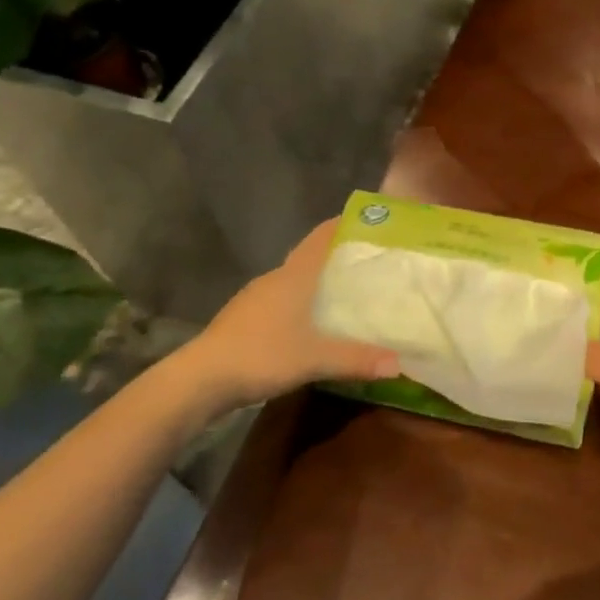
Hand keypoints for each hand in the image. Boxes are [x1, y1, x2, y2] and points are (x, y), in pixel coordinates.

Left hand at [180, 220, 398, 408]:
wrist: (199, 379)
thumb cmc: (261, 355)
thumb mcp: (314, 359)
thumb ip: (357, 359)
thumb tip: (399, 363)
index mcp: (293, 277)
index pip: (320, 238)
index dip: (342, 225)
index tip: (368, 220)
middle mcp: (274, 279)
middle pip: (309, 257)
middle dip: (337, 257)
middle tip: (369, 263)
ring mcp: (255, 298)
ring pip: (294, 280)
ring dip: (317, 282)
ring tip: (346, 292)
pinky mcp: (244, 318)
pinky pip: (281, 300)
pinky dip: (300, 303)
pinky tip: (310, 323)